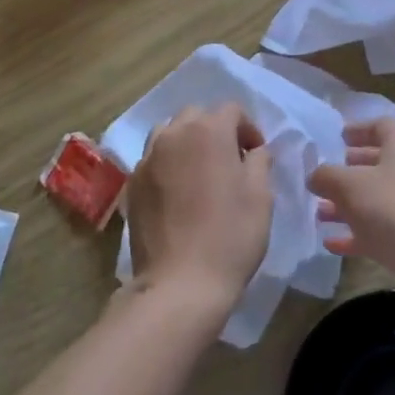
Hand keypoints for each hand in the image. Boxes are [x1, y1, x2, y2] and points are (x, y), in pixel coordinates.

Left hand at [126, 105, 272, 313]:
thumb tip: (253, 151)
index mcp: (208, 130)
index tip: (256, 154)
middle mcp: (174, 134)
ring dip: (187, 142)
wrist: (179, 284)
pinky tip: (177, 193)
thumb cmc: (230, 237)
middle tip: (230, 161)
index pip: (231, 110)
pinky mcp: (133, 183)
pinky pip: (153, 159)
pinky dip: (168, 164)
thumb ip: (259, 161)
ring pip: (170, 133)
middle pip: (197, 115)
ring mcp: (148, 157)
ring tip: (199, 173)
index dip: (248, 128)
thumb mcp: (261, 197)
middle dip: (215, 130)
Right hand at [307, 119, 394, 289]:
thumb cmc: (393, 210)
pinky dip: (360, 233)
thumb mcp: (349, 186)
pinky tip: (332, 244)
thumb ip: (326, 176)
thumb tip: (316, 175)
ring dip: (350, 205)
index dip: (358, 129)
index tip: (337, 139)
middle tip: (325, 177)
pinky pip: (385, 230)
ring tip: (320, 214)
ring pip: (380, 199)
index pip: (382, 126)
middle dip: (350, 171)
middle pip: (380, 163)